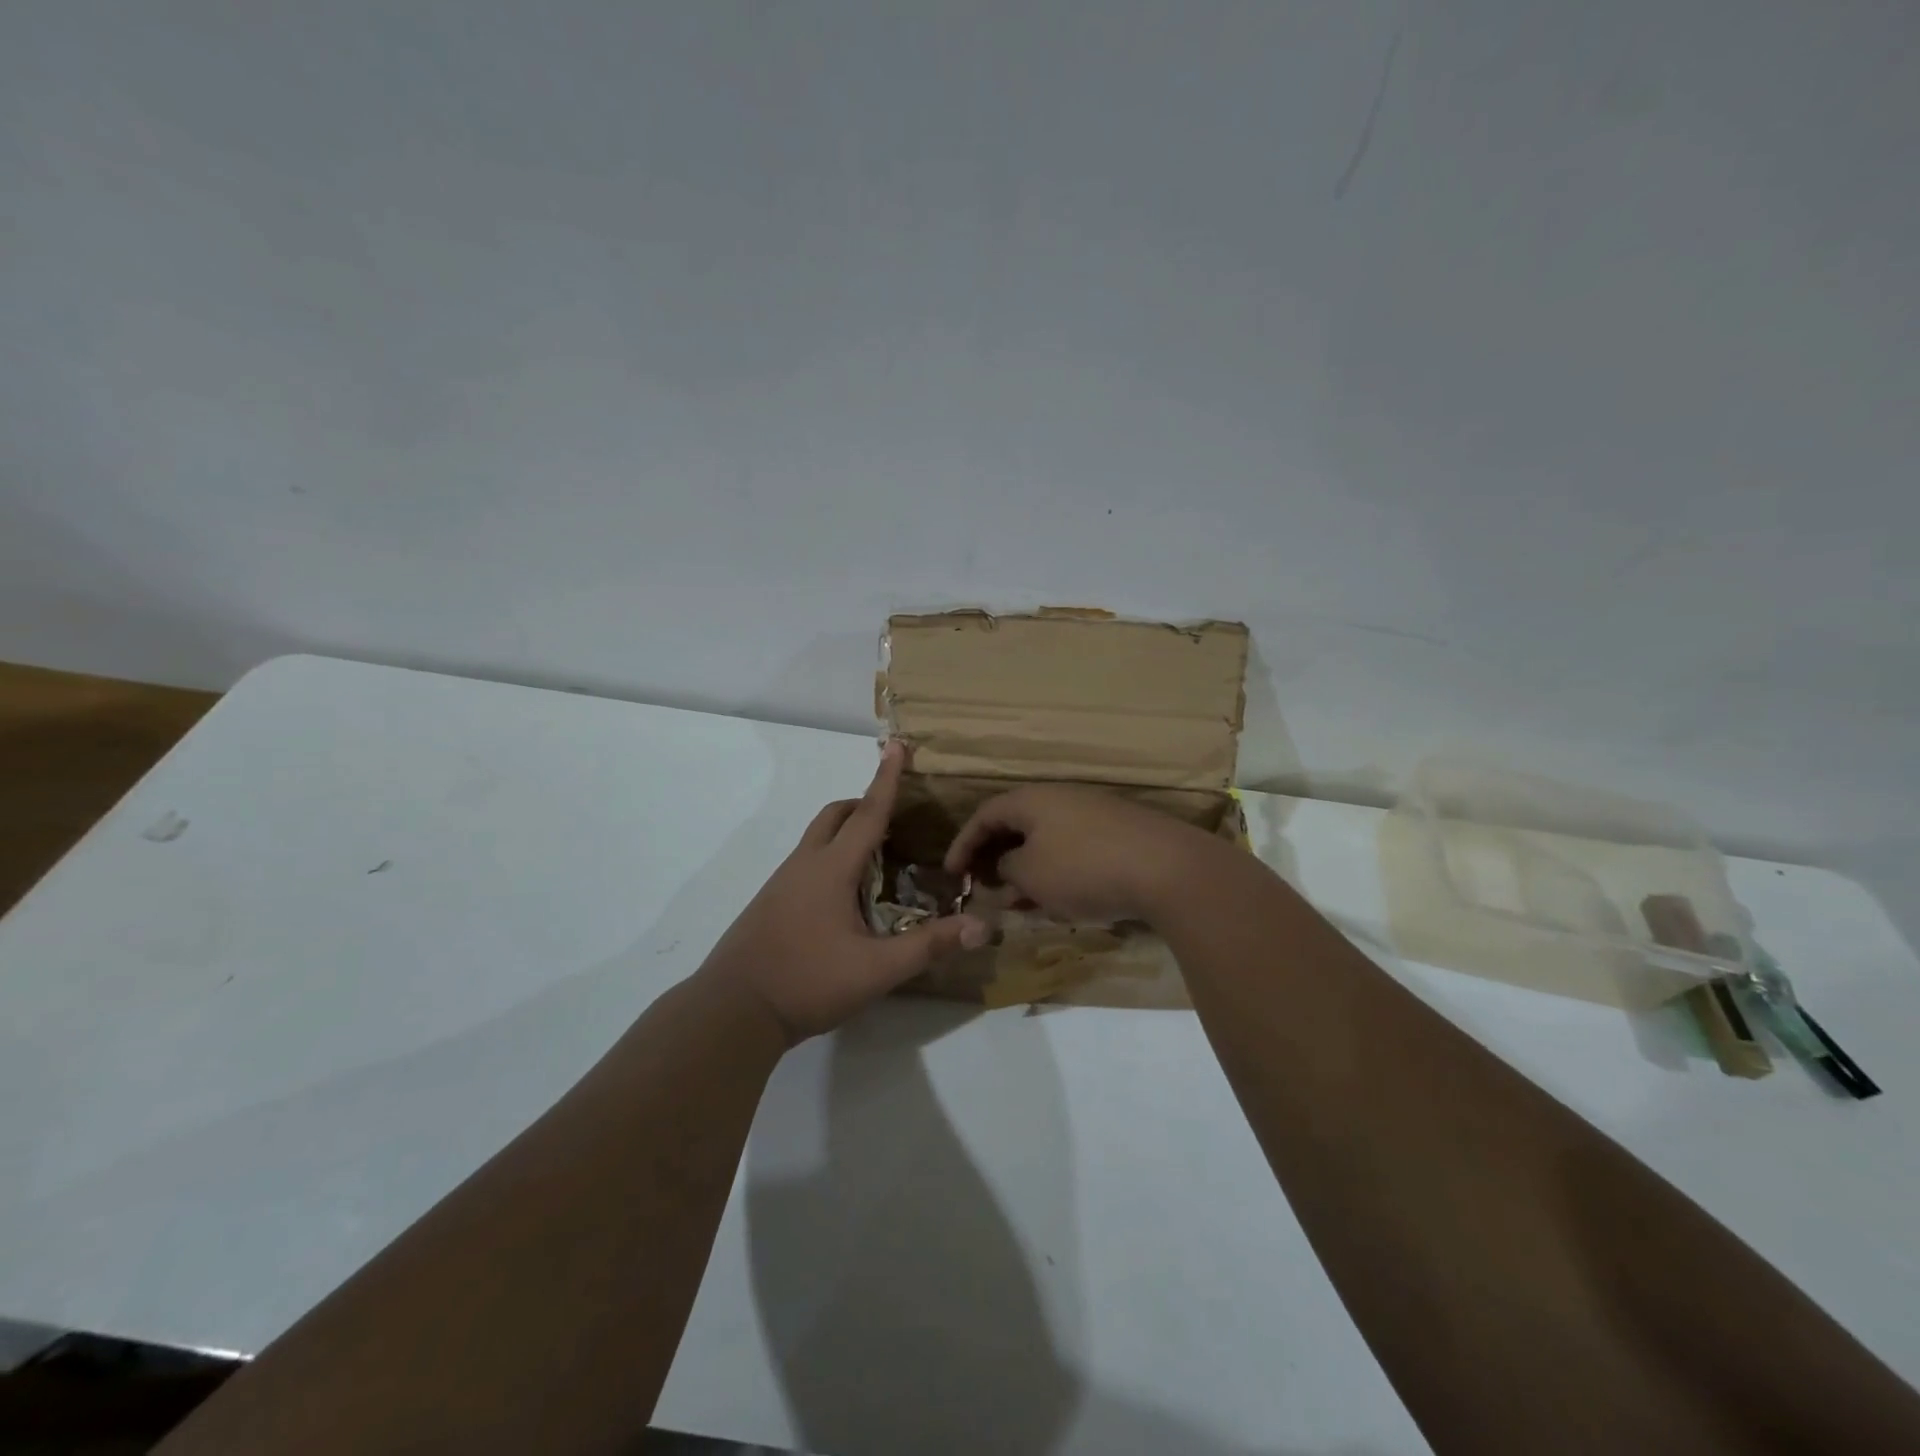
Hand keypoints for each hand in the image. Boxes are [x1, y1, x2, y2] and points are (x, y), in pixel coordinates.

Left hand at [701, 743, 987, 1043]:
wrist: (732, 1010)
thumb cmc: (807, 982)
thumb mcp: (876, 969)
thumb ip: (929, 946)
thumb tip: (983, 927)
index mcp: (832, 868)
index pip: (868, 813)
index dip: (887, 779)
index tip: (896, 745)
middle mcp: (805, 865)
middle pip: (835, 816)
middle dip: (863, 803)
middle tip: (894, 814)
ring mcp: (782, 883)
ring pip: (818, 838)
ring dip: (846, 832)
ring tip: (878, 857)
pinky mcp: (771, 903)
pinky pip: (807, 862)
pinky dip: (832, 857)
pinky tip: (845, 896)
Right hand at [944, 784, 1220, 924]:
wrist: (1167, 869)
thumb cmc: (1083, 868)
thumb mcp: (1031, 874)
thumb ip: (1008, 868)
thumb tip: (1008, 866)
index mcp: (1032, 799)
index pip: (985, 815)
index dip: (963, 844)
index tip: (951, 873)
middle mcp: (1061, 799)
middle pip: (1017, 825)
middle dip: (996, 857)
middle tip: (985, 887)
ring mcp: (1094, 815)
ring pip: (1047, 840)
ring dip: (1026, 870)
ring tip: (1018, 902)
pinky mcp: (1120, 835)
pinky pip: (1073, 850)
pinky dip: (1056, 873)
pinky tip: (1059, 901)